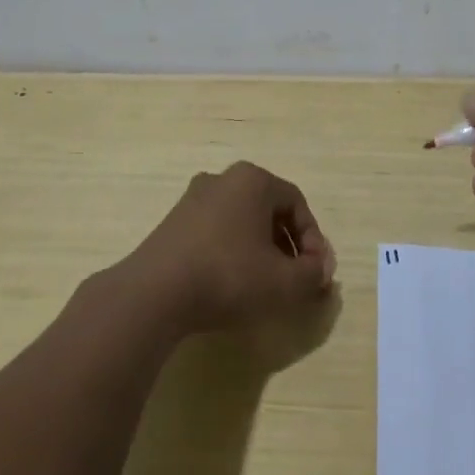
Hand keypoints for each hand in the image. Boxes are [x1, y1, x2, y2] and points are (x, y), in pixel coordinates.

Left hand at [122, 161, 335, 335]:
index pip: (297, 204)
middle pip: (269, 211)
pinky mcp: (172, 224)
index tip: (315, 274)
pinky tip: (231, 284)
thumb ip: (313, 274)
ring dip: (260, 250)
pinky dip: (232, 253)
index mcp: (253, 180)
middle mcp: (222, 179)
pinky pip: (216, 233)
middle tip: (294, 279)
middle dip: (287, 246)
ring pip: (241, 222)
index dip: (313, 241)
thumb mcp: (285, 282)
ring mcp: (192, 200)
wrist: (154, 294)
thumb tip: (320, 270)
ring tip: (265, 285)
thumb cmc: (229, 276)